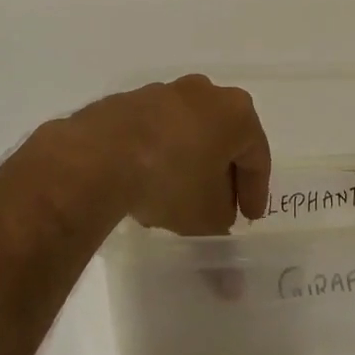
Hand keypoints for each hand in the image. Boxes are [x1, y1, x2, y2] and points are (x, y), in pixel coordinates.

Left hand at [61, 75, 271, 235]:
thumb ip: (221, 231)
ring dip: (189, 164)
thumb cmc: (171, 181)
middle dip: (222, 175)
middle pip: (223, 139)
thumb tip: (227, 262)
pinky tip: (147, 185)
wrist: (98, 156)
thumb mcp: (205, 218)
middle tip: (218, 208)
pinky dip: (159, 155)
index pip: (256, 157)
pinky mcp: (128, 101)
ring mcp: (164, 93)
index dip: (255, 192)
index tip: (248, 218)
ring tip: (178, 200)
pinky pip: (156, 132)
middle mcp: (204, 93)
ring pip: (188, 133)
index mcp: (236, 113)